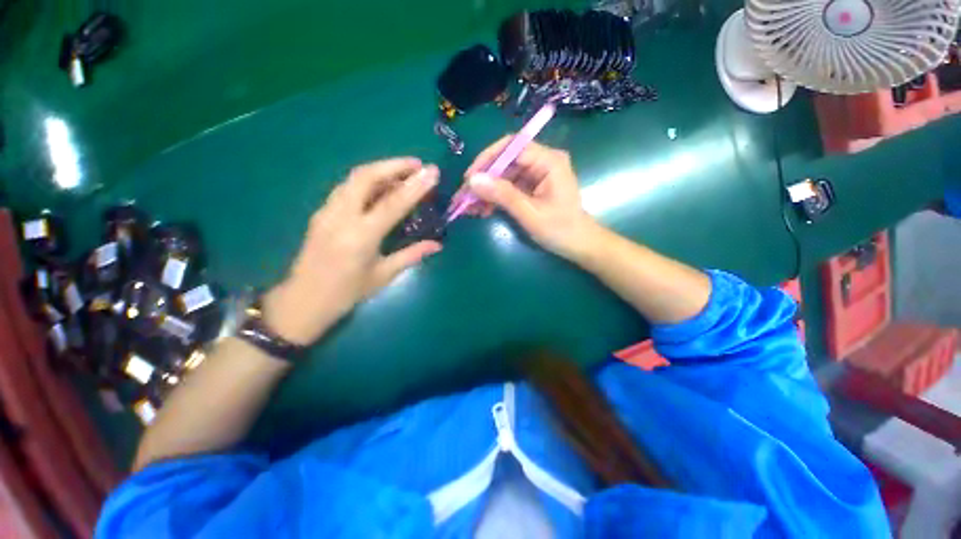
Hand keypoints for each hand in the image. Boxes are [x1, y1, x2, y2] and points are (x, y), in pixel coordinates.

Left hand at [263, 158, 441, 345]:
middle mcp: (341, 217)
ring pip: (353, 178)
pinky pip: (347, 188)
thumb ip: (412, 255)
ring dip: (380, 170)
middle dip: (393, 165)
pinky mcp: (321, 212)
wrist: (303, 301)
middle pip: (365, 176)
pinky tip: (381, 189)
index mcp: (360, 237)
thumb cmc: (346, 293)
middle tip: (418, 166)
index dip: (415, 186)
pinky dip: (367, 182)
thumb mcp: (383, 276)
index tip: (432, 171)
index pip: (392, 203)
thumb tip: (437, 245)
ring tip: (403, 174)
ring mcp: (327, 212)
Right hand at [462, 137, 599, 259]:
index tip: (469, 179)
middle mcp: (543, 161)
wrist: (579, 245)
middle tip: (464, 197)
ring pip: (504, 175)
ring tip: (469, 208)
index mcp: (548, 161)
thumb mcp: (530, 213)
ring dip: (486, 191)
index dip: (487, 160)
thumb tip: (472, 180)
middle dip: (483, 179)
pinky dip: (495, 198)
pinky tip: (482, 210)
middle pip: (505, 161)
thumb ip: (503, 195)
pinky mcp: (533, 187)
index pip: (511, 147)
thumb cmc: (560, 230)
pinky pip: (509, 187)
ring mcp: (537, 174)